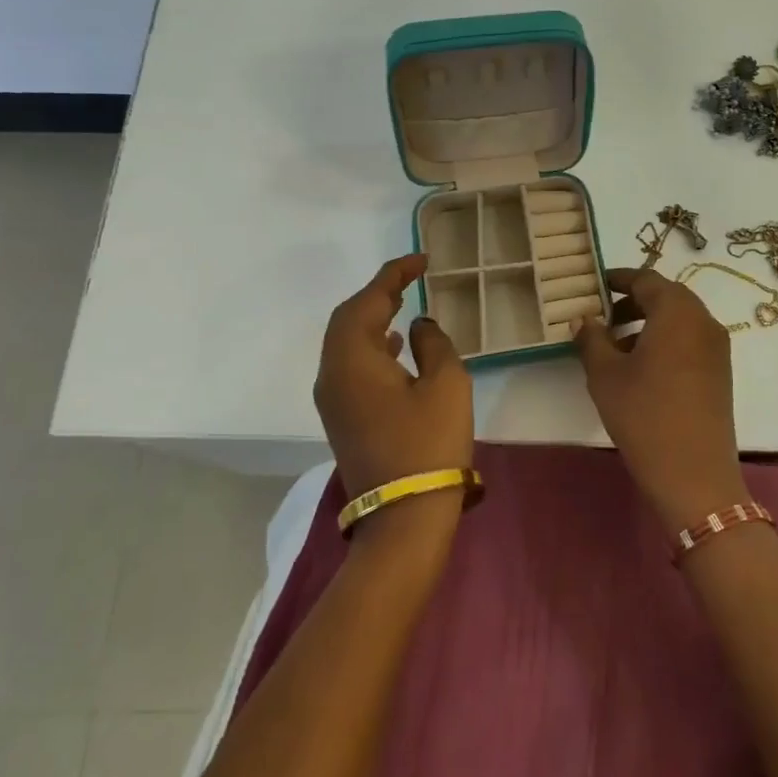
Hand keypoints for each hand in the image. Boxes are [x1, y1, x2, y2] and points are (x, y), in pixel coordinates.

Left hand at [314, 255, 473, 503]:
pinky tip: (398, 349)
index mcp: (352, 359)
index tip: (421, 260)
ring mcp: (332, 399)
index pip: (367, 301)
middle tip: (410, 280)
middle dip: (377, 295)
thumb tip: (420, 326)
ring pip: (346, 344)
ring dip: (373, 320)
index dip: (393, 275)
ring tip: (405, 306)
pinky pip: (351, 367)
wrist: (404, 516)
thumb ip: (434, 343)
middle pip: (347, 319)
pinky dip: (372, 347)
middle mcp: (331, 374)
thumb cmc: (429, 444)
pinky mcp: (342, 418)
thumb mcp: (446, 384)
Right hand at [573, 266, 749, 533]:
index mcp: (677, 311)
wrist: (693, 474)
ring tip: (615, 346)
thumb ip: (591, 338)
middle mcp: (703, 321)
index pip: (646, 279)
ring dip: (647, 323)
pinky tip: (640, 368)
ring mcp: (717, 348)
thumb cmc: (644, 414)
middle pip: (666, 297)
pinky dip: (664, 341)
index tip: (593, 285)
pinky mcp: (720, 373)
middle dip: (632, 302)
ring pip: (679, 320)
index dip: (617, 278)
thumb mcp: (605, 374)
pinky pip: (689, 341)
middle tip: (601, 317)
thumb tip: (583, 319)